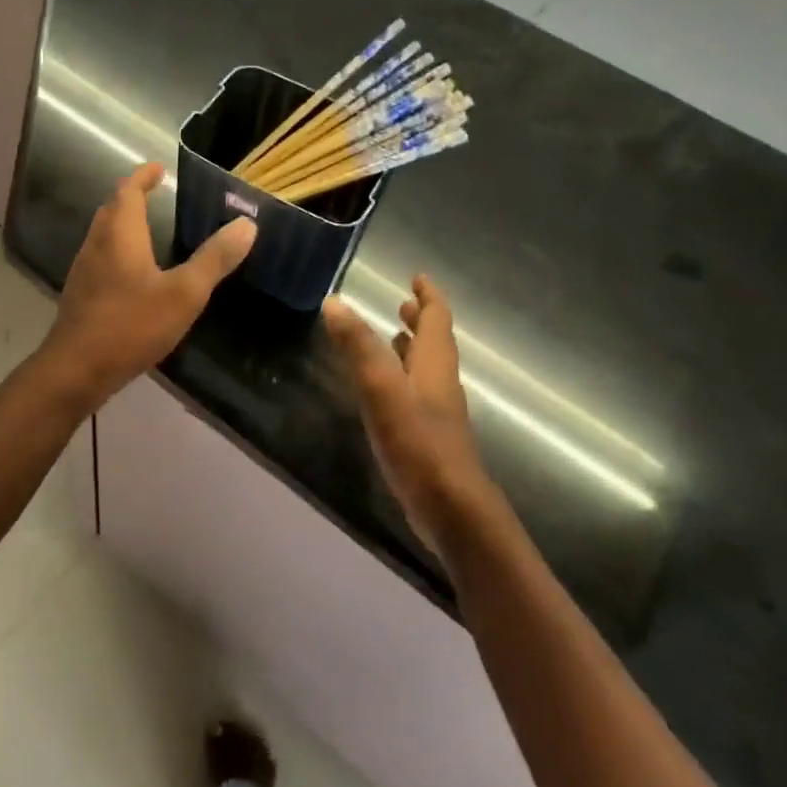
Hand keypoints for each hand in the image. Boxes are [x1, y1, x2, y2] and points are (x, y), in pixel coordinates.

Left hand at [40, 163, 256, 407]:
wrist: (76, 370)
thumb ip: (215, 259)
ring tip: (146, 229)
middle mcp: (96, 245)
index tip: (157, 168)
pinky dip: (117, 252)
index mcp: (120, 234)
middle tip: (153, 194)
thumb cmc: (131, 325)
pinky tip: (132, 275)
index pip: (127, 191)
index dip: (142, 176)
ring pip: (102, 235)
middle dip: (130, 197)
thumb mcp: (184, 293)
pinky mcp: (80, 297)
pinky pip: (100, 260)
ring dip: (122, 224)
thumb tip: (247, 224)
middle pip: (111, 210)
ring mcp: (83, 272)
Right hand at [323, 275, 499, 556]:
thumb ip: (359, 346)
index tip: (417, 277)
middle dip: (420, 320)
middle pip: (435, 343)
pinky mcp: (429, 438)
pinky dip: (404, 379)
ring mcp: (438, 413)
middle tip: (402, 304)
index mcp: (434, 365)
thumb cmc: (418, 444)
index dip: (428, 297)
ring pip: (427, 369)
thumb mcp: (382, 389)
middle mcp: (440, 383)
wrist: (451, 509)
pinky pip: (417, 394)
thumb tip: (335, 301)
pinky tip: (387, 391)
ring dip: (413, 349)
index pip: (437, 319)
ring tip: (393, 337)